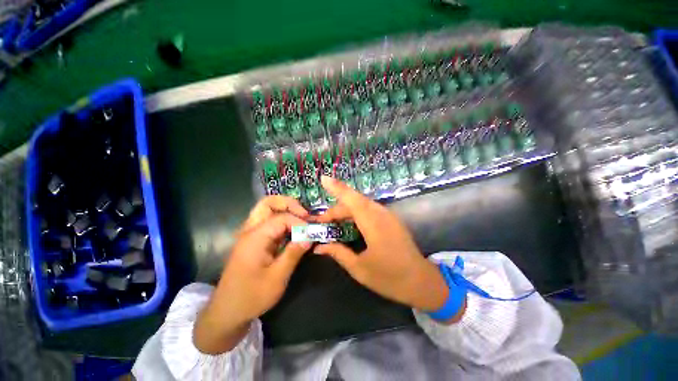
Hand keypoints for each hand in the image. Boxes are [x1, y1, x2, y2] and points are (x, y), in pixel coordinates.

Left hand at [194, 198, 309, 353]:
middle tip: (304, 214)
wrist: (227, 312)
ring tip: (301, 219)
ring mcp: (250, 235)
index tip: (311, 233)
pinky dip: (282, 221)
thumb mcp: (277, 277)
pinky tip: (292, 230)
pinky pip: (268, 222)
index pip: (282, 218)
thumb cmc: (251, 297)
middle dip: (288, 204)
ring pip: (267, 210)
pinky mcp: (253, 241)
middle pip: (268, 203)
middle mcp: (250, 230)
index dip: (300, 222)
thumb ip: (294, 253)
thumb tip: (309, 236)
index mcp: (255, 238)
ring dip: (285, 210)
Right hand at [314, 176, 463, 320]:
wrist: (421, 281)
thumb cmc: (389, 277)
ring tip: (332, 222)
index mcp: (373, 224)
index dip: (337, 188)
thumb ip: (338, 253)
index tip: (323, 179)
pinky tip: (349, 223)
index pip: (352, 200)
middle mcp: (381, 214)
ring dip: (345, 210)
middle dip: (336, 209)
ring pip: (361, 204)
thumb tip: (318, 247)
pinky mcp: (390, 219)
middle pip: (354, 202)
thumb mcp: (359, 268)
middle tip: (322, 221)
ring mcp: (388, 215)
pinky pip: (369, 209)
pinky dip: (355, 212)